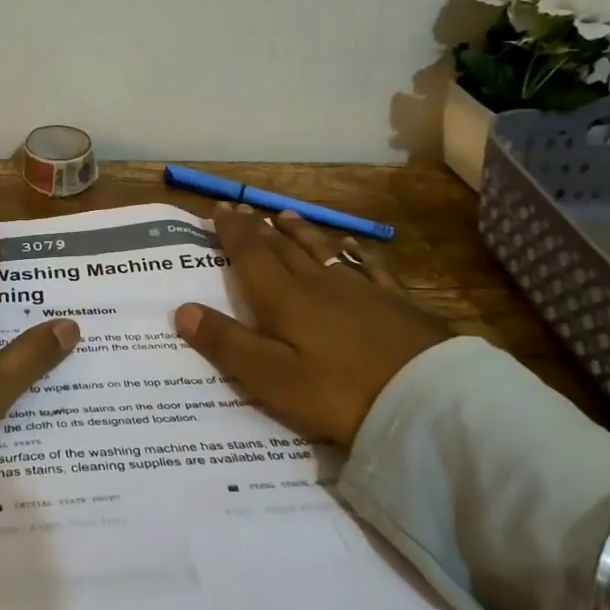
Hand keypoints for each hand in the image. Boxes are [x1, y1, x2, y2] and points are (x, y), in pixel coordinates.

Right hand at [174, 204, 450, 447]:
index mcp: (284, 298)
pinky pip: (368, 266)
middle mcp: (318, 282)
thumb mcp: (271, 378)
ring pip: (321, 250)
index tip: (219, 209)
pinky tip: (352, 246)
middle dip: (259, 227)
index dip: (232, 231)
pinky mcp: (396, 302)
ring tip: (286, 215)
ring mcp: (361, 289)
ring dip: (300, 231)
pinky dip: (353, 251)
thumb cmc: (339, 393)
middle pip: (282, 247)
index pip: (251, 254)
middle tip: (243, 208)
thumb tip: (181, 309)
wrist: (429, 400)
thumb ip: (226, 343)